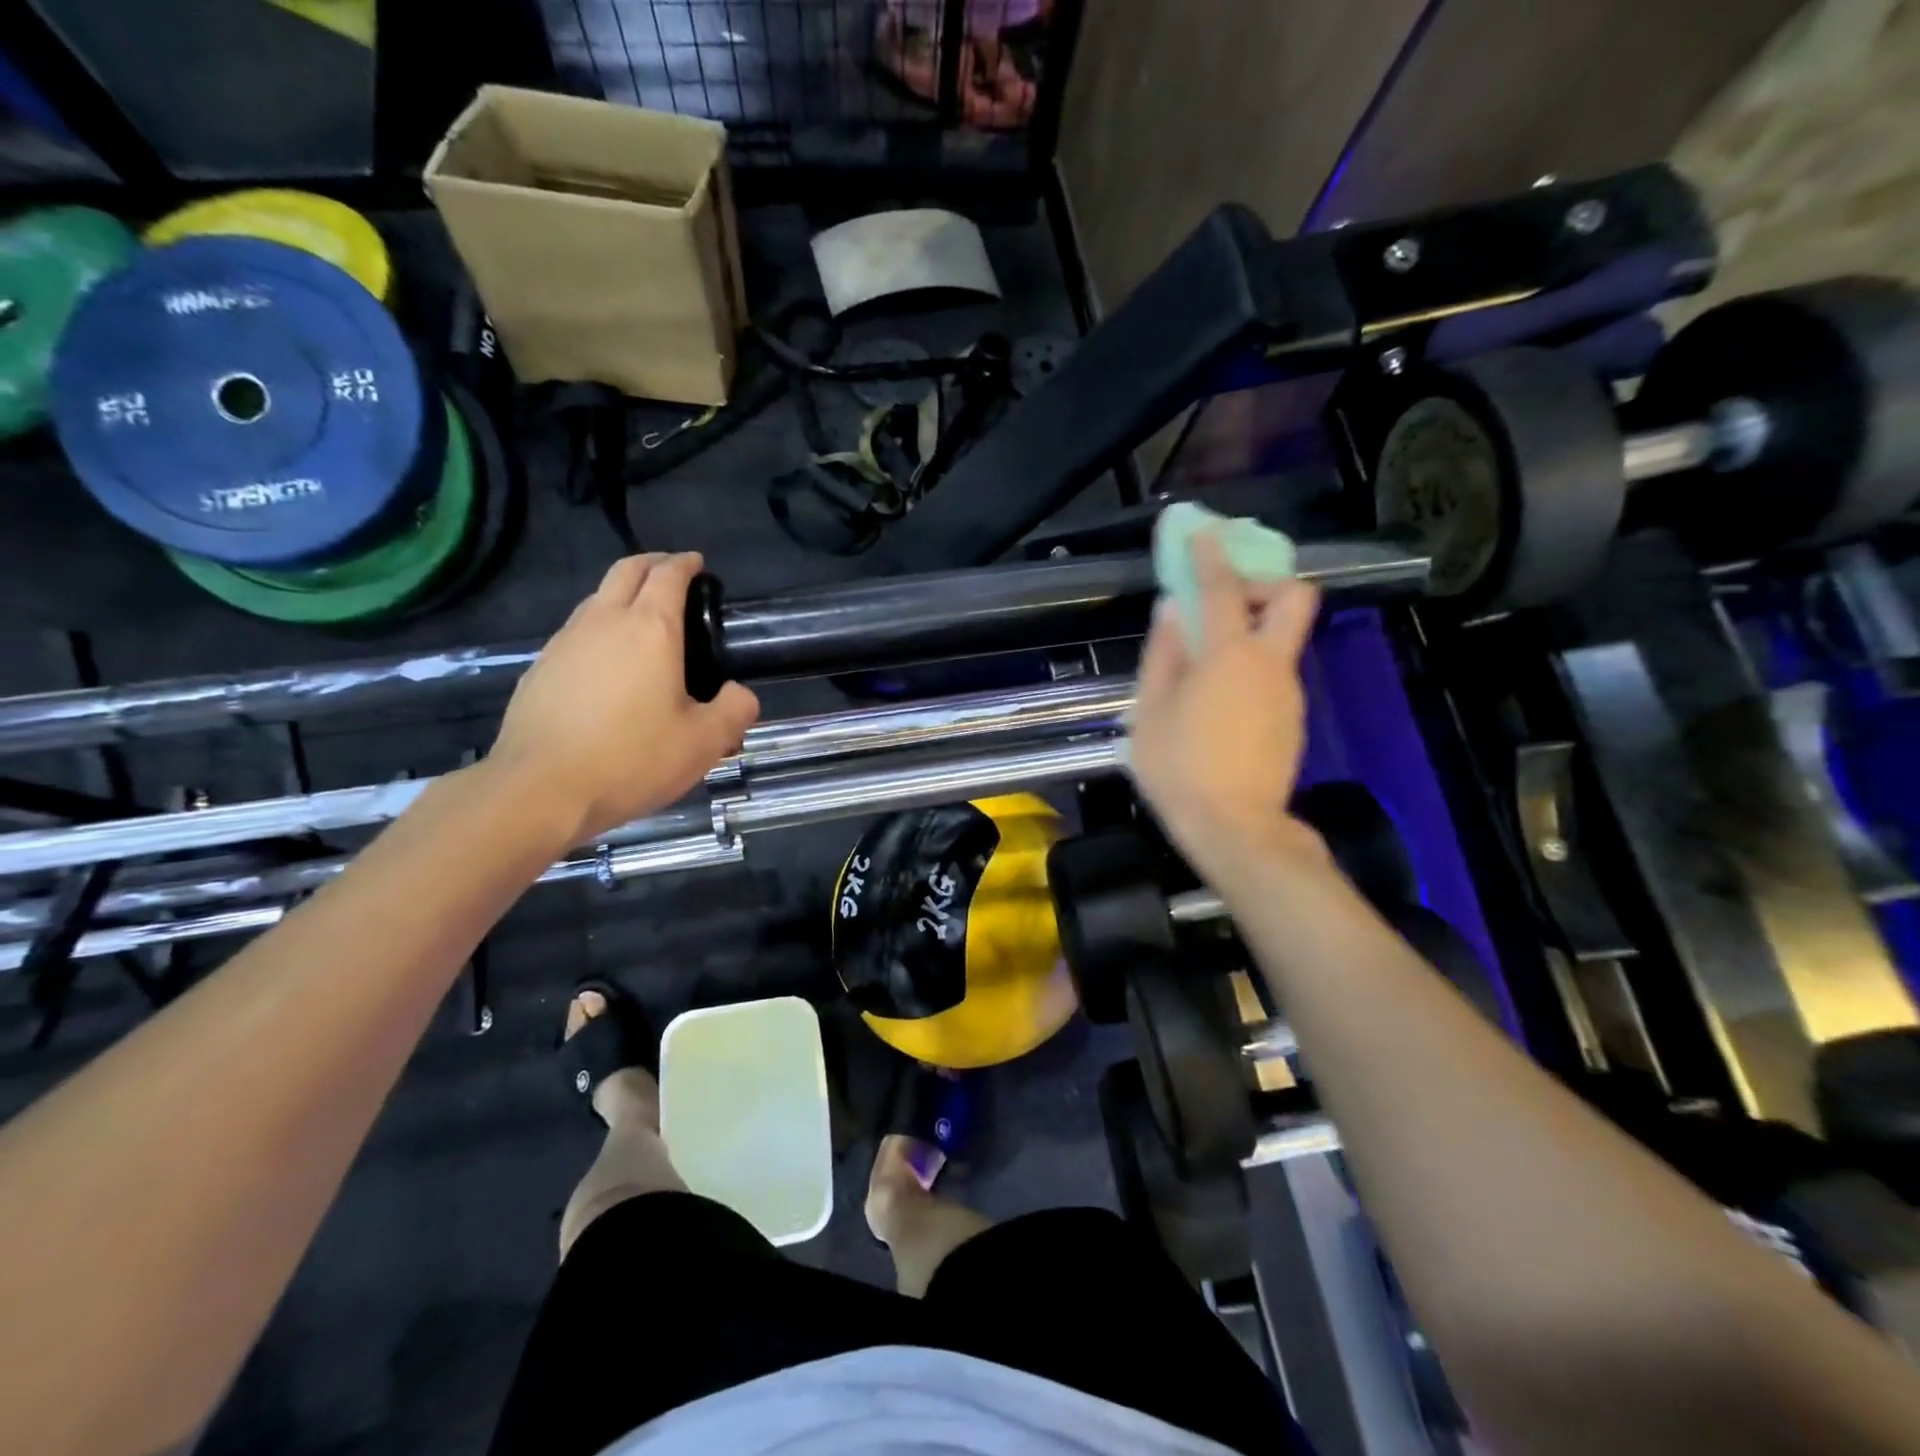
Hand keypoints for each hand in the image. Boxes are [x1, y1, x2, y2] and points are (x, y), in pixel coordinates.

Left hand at [487, 553, 759, 845]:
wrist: (541, 789)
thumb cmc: (632, 759)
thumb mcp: (705, 742)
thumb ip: (735, 711)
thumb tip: (740, 693)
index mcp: (651, 629)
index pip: (669, 575)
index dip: (686, 564)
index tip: (698, 564)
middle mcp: (604, 622)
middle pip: (626, 571)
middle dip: (652, 563)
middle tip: (672, 573)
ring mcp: (565, 642)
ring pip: (596, 599)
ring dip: (622, 594)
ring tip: (642, 618)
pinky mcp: (539, 668)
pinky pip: (576, 632)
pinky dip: (598, 629)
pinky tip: (607, 664)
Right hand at [1128, 534, 1323, 881]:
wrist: (1235, 829)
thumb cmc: (1180, 768)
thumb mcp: (1150, 712)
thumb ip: (1163, 655)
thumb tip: (1172, 611)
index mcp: (1229, 656)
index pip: (1224, 587)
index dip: (1211, 554)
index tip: (1202, 533)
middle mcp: (1270, 664)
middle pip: (1294, 598)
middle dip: (1265, 583)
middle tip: (1226, 603)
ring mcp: (1288, 692)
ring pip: (1282, 641)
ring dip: (1251, 634)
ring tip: (1206, 669)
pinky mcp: (1293, 719)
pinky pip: (1275, 676)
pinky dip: (1252, 670)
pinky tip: (1220, 705)